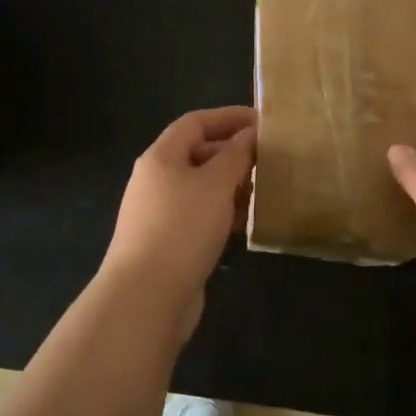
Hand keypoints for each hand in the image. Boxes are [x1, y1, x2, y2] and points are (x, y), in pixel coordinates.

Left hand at [101, 106, 255, 334]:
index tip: (262, 121)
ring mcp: (160, 213)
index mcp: (161, 157)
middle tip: (269, 159)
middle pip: (198, 154)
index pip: (195, 122)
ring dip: (232, 186)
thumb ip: (235, 155)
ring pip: (202, 188)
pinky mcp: (169, 243)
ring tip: (265, 191)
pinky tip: (247, 224)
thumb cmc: (181, 228)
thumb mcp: (215, 184)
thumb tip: (249, 134)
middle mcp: (156, 180)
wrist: (145, 298)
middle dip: (234, 154)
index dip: (228, 117)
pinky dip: (224, 213)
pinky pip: (201, 216)